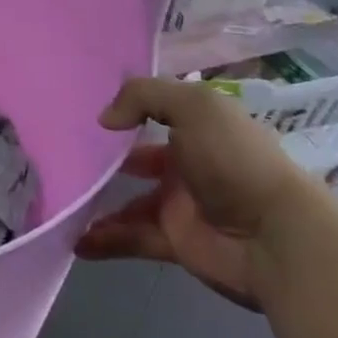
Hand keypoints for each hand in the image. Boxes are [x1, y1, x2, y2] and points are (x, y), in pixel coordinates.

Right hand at [75, 77, 310, 309]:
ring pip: (129, 200)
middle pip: (137, 158)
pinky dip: (104, 240)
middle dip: (104, 159)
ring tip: (60, 198)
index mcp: (198, 129)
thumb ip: (142, 96)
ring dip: (97, 201)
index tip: (83, 114)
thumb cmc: (234, 160)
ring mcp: (181, 205)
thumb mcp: (193, 106)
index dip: (124, 111)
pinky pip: (131, 237)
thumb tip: (106, 120)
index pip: (155, 113)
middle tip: (60, 156)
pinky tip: (75, 240)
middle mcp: (188, 163)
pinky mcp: (175, 242)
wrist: (277, 239)